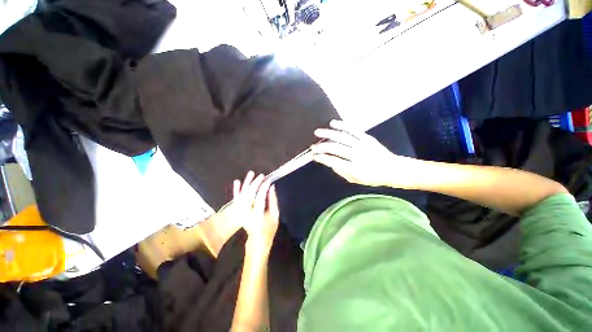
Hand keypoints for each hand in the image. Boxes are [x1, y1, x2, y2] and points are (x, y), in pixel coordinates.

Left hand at [231, 171, 279, 251]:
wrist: (257, 239)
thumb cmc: (269, 227)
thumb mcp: (275, 215)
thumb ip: (273, 200)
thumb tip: (271, 187)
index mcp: (257, 215)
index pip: (260, 197)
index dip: (264, 187)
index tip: (268, 180)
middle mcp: (247, 212)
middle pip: (250, 194)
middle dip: (256, 183)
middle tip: (262, 175)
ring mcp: (240, 212)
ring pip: (242, 194)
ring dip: (247, 183)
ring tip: (251, 173)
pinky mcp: (238, 211)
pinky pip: (236, 198)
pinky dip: (237, 189)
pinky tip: (237, 181)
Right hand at [311, 120, 417, 187]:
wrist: (393, 169)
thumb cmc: (373, 177)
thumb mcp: (355, 180)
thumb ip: (341, 172)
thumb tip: (330, 162)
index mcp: (355, 169)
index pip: (334, 161)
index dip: (322, 158)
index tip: (314, 156)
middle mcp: (358, 156)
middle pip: (336, 148)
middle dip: (322, 147)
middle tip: (313, 146)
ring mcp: (363, 145)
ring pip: (342, 137)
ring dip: (328, 134)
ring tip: (318, 132)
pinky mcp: (367, 138)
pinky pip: (353, 130)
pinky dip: (342, 125)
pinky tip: (333, 123)